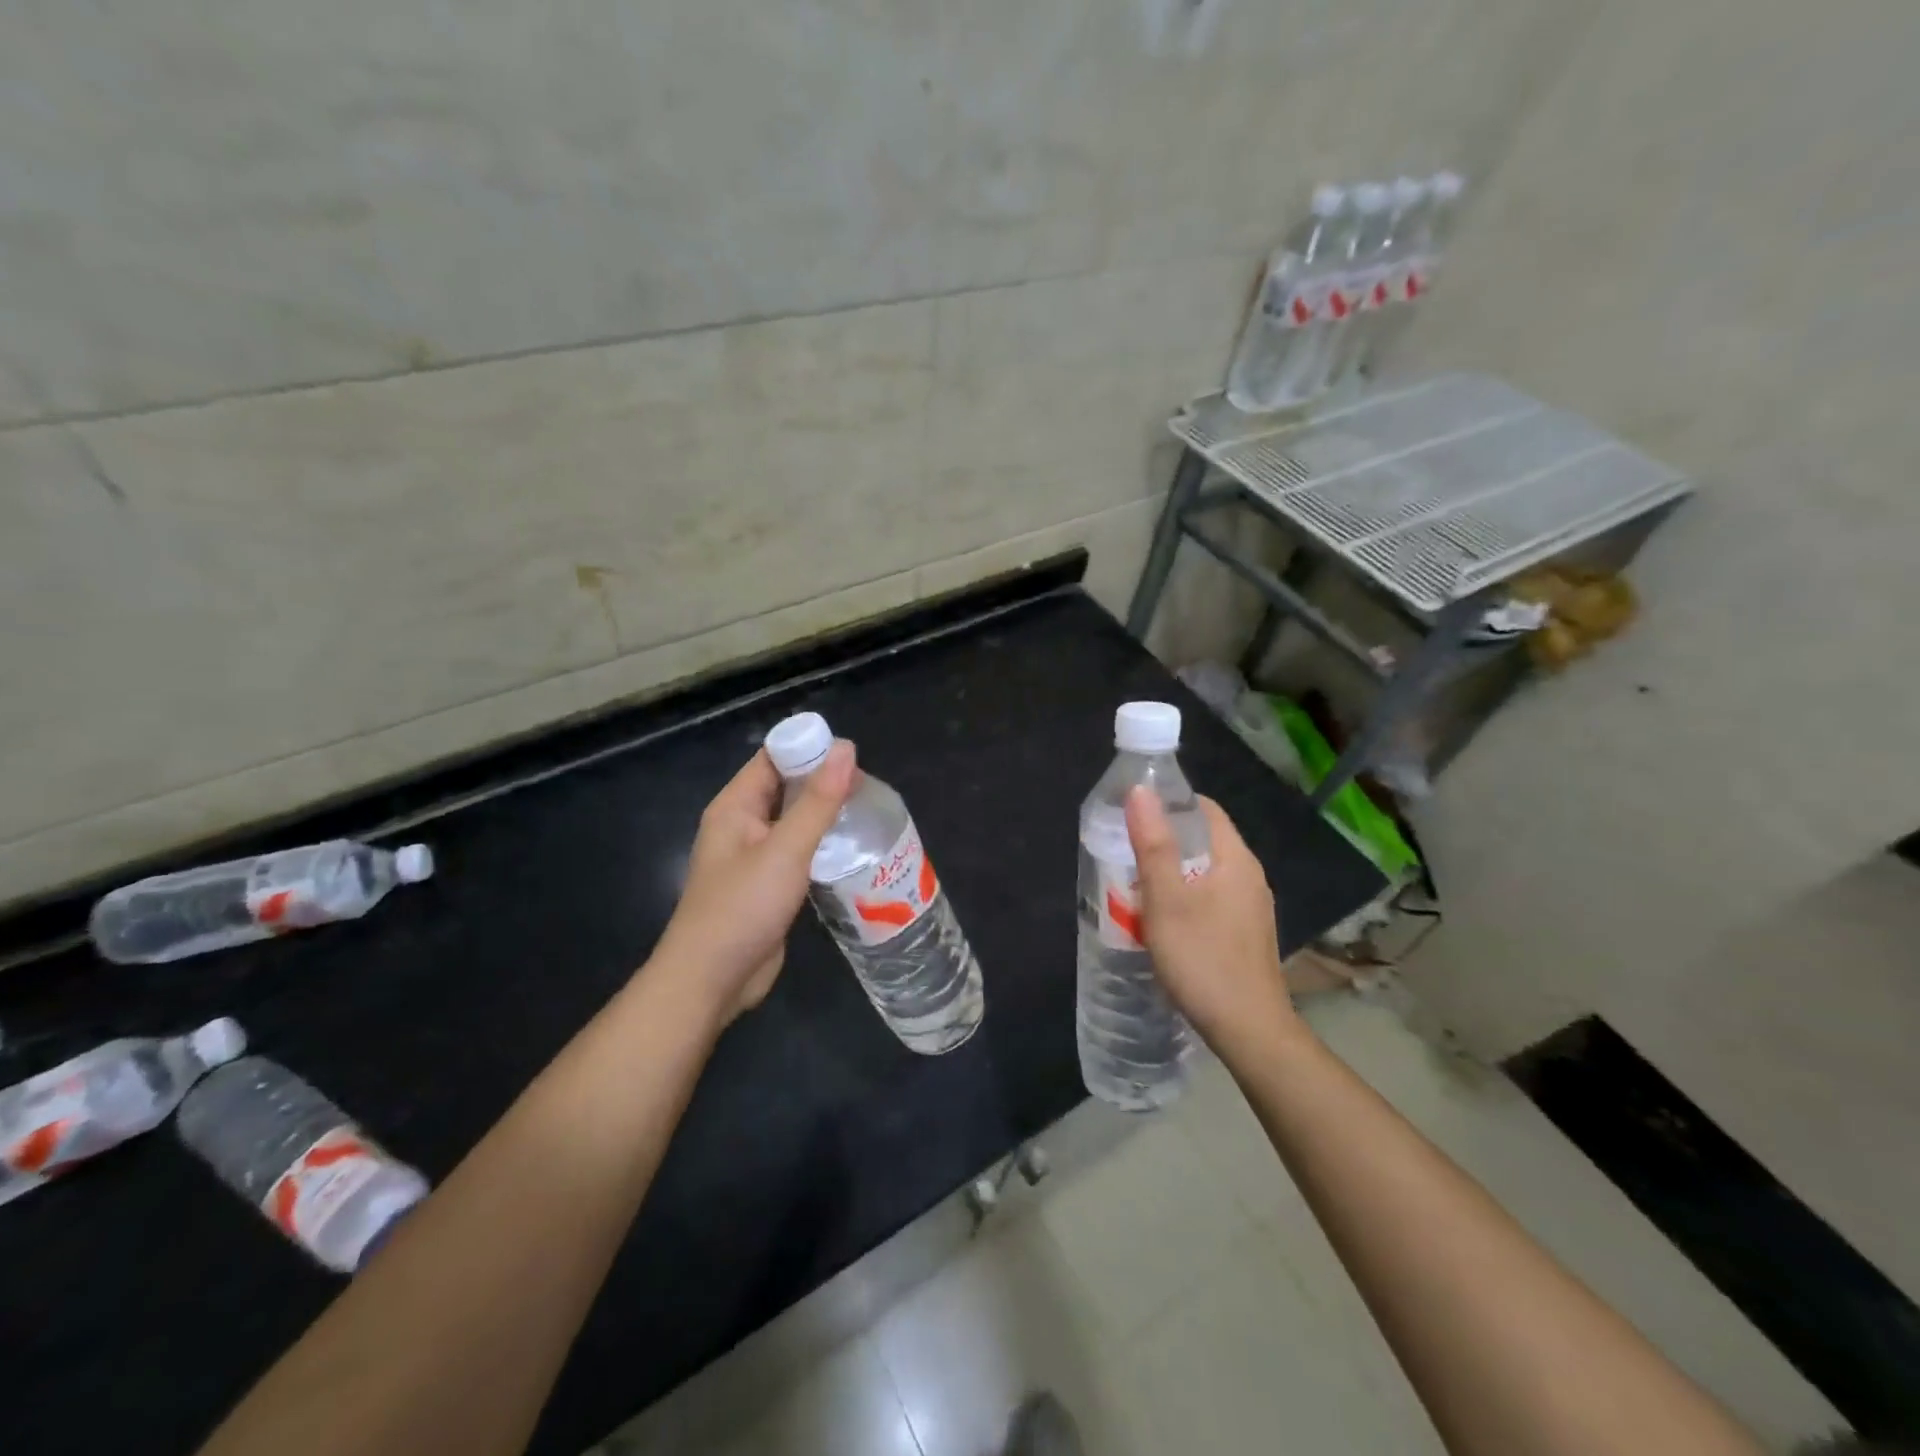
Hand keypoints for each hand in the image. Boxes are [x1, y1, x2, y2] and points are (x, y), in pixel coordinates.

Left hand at [653, 741, 855, 1023]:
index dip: (808, 748)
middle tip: (869, 784)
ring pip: (794, 822)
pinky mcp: (768, 885)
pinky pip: (798, 852)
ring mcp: (754, 857)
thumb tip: (846, 749)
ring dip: (824, 814)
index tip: (853, 753)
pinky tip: (852, 849)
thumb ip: (818, 801)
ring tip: (868, 811)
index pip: (773, 758)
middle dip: (822, 781)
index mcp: (735, 806)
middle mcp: (742, 825)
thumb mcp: (786, 849)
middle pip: (785, 788)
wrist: (711, 980)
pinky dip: (821, 845)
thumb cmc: (743, 907)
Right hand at [1125, 788, 1300, 1058]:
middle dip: (1164, 841)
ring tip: (1134, 885)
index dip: (1168, 803)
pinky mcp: (1245, 934)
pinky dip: (1184, 898)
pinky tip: (1161, 920)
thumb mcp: (1167, 900)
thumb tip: (1141, 791)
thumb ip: (1153, 844)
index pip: (1204, 809)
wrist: (1249, 1031)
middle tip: (1124, 851)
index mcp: (1236, 860)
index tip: (1131, 813)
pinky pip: (1211, 899)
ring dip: (1171, 873)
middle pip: (1203, 841)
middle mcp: (1249, 877)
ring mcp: (1250, 908)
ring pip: (1205, 873)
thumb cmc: (1203, 959)